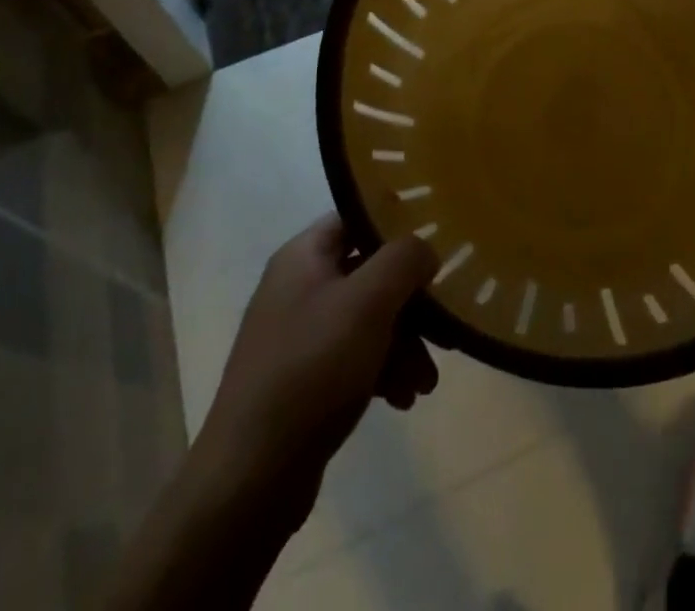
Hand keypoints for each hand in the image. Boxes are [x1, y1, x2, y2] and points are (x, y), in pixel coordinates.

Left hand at [110, 216, 437, 610]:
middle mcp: (297, 286)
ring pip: (367, 320)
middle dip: (410, 304)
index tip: (437, 244)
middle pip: (369, 274)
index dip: (398, 226)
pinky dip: (382, 371)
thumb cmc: (313, 369)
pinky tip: (402, 400)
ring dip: (403, 345)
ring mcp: (298, 334)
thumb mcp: (368, 302)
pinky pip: (353, 357)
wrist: (251, 475)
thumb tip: (425, 248)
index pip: (357, 218)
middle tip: (443, 331)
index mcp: (303, 256)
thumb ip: (404, 260)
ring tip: (425, 384)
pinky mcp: (302, 379)